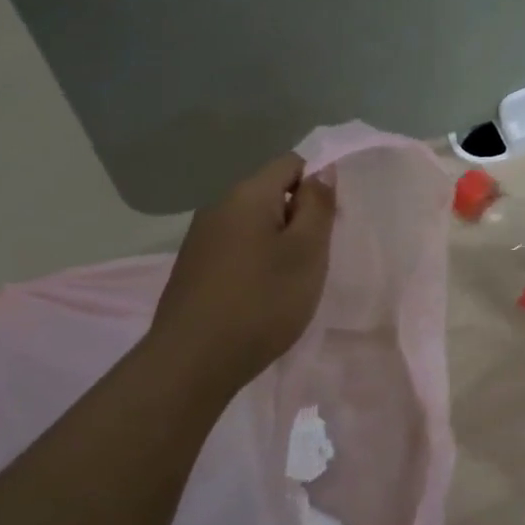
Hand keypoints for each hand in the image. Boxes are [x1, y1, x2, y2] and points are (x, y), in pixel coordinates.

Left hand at [151, 153, 336, 391]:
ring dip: (278, 243)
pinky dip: (256, 263)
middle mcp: (218, 207)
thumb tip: (321, 170)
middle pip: (270, 194)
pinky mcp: (193, 269)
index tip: (331, 223)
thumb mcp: (306, 252)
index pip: (291, 163)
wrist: (193, 361)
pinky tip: (262, 296)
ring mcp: (201, 239)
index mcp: (246, 194)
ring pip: (253, 224)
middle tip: (317, 258)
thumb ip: (318, 206)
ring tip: (292, 281)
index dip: (318, 184)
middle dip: (299, 217)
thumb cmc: (262, 301)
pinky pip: (236, 249)